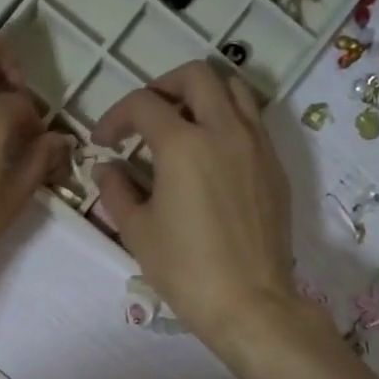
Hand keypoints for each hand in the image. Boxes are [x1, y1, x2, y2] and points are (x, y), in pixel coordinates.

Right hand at [92, 60, 301, 350]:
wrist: (249, 302)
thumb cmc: (185, 270)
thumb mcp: (137, 230)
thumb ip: (116, 190)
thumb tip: (107, 168)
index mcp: (183, 144)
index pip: (142, 105)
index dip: (114, 117)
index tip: (103, 143)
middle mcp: (224, 131)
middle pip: (195, 76)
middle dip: (162, 87)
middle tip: (144, 117)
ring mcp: (257, 145)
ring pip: (233, 89)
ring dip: (202, 95)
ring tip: (182, 124)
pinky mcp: (275, 166)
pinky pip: (252, 121)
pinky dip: (227, 119)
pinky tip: (211, 155)